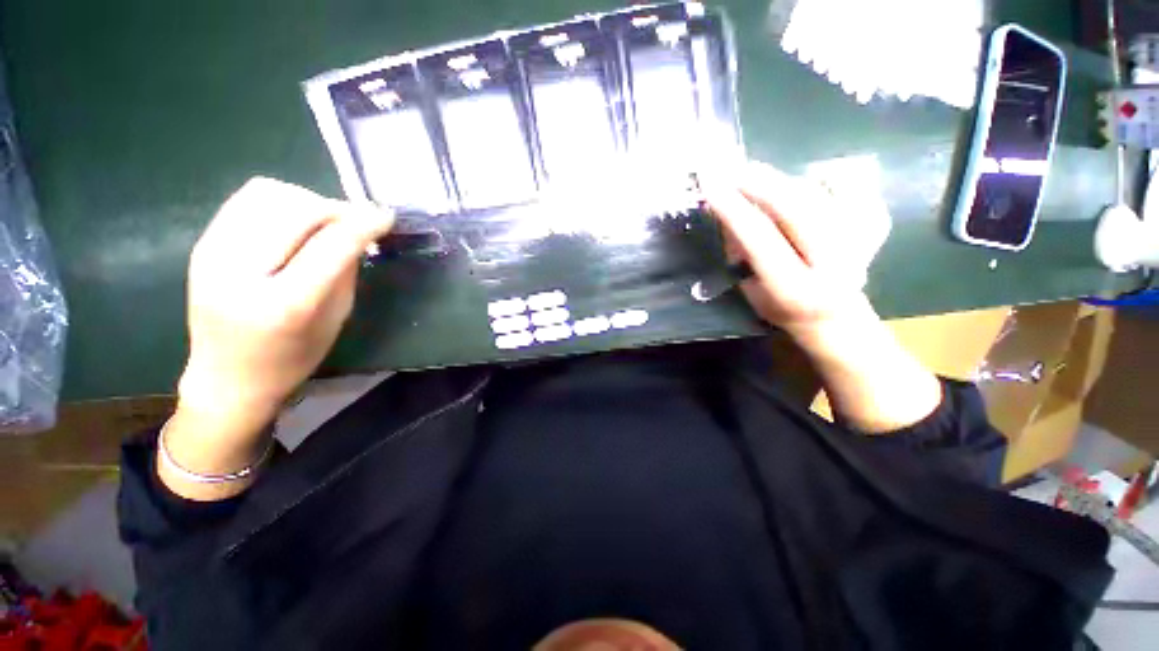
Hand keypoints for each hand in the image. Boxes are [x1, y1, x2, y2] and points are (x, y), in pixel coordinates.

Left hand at [161, 178, 392, 498]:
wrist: (224, 382)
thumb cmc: (294, 362)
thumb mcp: (335, 321)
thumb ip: (346, 271)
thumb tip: (363, 232)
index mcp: (284, 302)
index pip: (332, 239)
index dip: (366, 220)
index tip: (390, 215)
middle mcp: (240, 272)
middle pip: (296, 207)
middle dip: (337, 207)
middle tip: (358, 223)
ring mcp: (212, 255)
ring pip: (267, 194)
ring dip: (307, 201)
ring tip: (326, 222)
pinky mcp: (202, 246)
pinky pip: (245, 201)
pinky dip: (278, 202)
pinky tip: (294, 223)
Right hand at [702, 161, 940, 432]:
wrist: (835, 318)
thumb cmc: (782, 310)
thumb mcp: (752, 292)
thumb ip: (743, 255)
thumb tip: (731, 214)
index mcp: (794, 287)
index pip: (760, 239)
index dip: (734, 210)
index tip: (710, 186)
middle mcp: (832, 263)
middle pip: (796, 209)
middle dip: (759, 183)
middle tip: (731, 168)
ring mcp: (861, 241)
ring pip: (818, 194)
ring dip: (780, 179)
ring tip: (752, 172)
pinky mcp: (874, 225)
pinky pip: (847, 187)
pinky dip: (821, 177)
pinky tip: (801, 181)